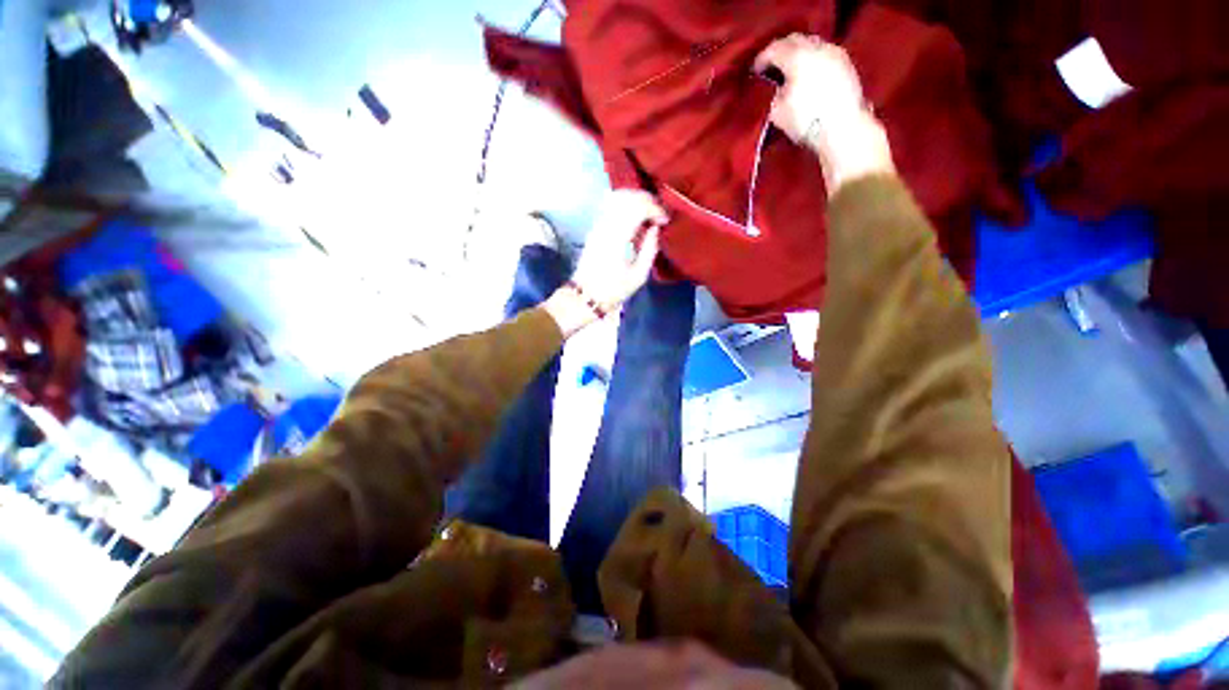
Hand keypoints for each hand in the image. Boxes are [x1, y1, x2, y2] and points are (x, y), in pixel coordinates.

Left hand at [544, 191, 665, 335]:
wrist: (585, 297)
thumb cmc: (613, 290)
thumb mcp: (638, 275)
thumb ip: (649, 249)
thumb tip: (656, 229)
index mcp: (618, 237)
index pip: (638, 207)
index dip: (655, 208)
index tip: (665, 220)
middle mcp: (606, 225)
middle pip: (628, 197)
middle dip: (647, 200)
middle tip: (659, 213)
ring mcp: (598, 225)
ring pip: (617, 197)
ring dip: (636, 200)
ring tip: (648, 213)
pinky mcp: (594, 228)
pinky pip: (611, 206)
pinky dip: (625, 205)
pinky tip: (634, 217)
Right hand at [754, 34, 894, 193]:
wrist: (842, 129)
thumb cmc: (806, 120)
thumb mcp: (777, 111)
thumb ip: (774, 93)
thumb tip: (778, 88)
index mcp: (797, 57)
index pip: (774, 49)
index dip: (762, 59)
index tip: (754, 70)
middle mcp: (816, 48)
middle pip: (794, 40)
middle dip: (781, 50)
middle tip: (771, 65)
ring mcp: (834, 53)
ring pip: (811, 44)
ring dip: (799, 53)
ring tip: (791, 69)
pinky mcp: (845, 64)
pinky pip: (824, 53)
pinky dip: (813, 59)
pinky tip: (808, 73)